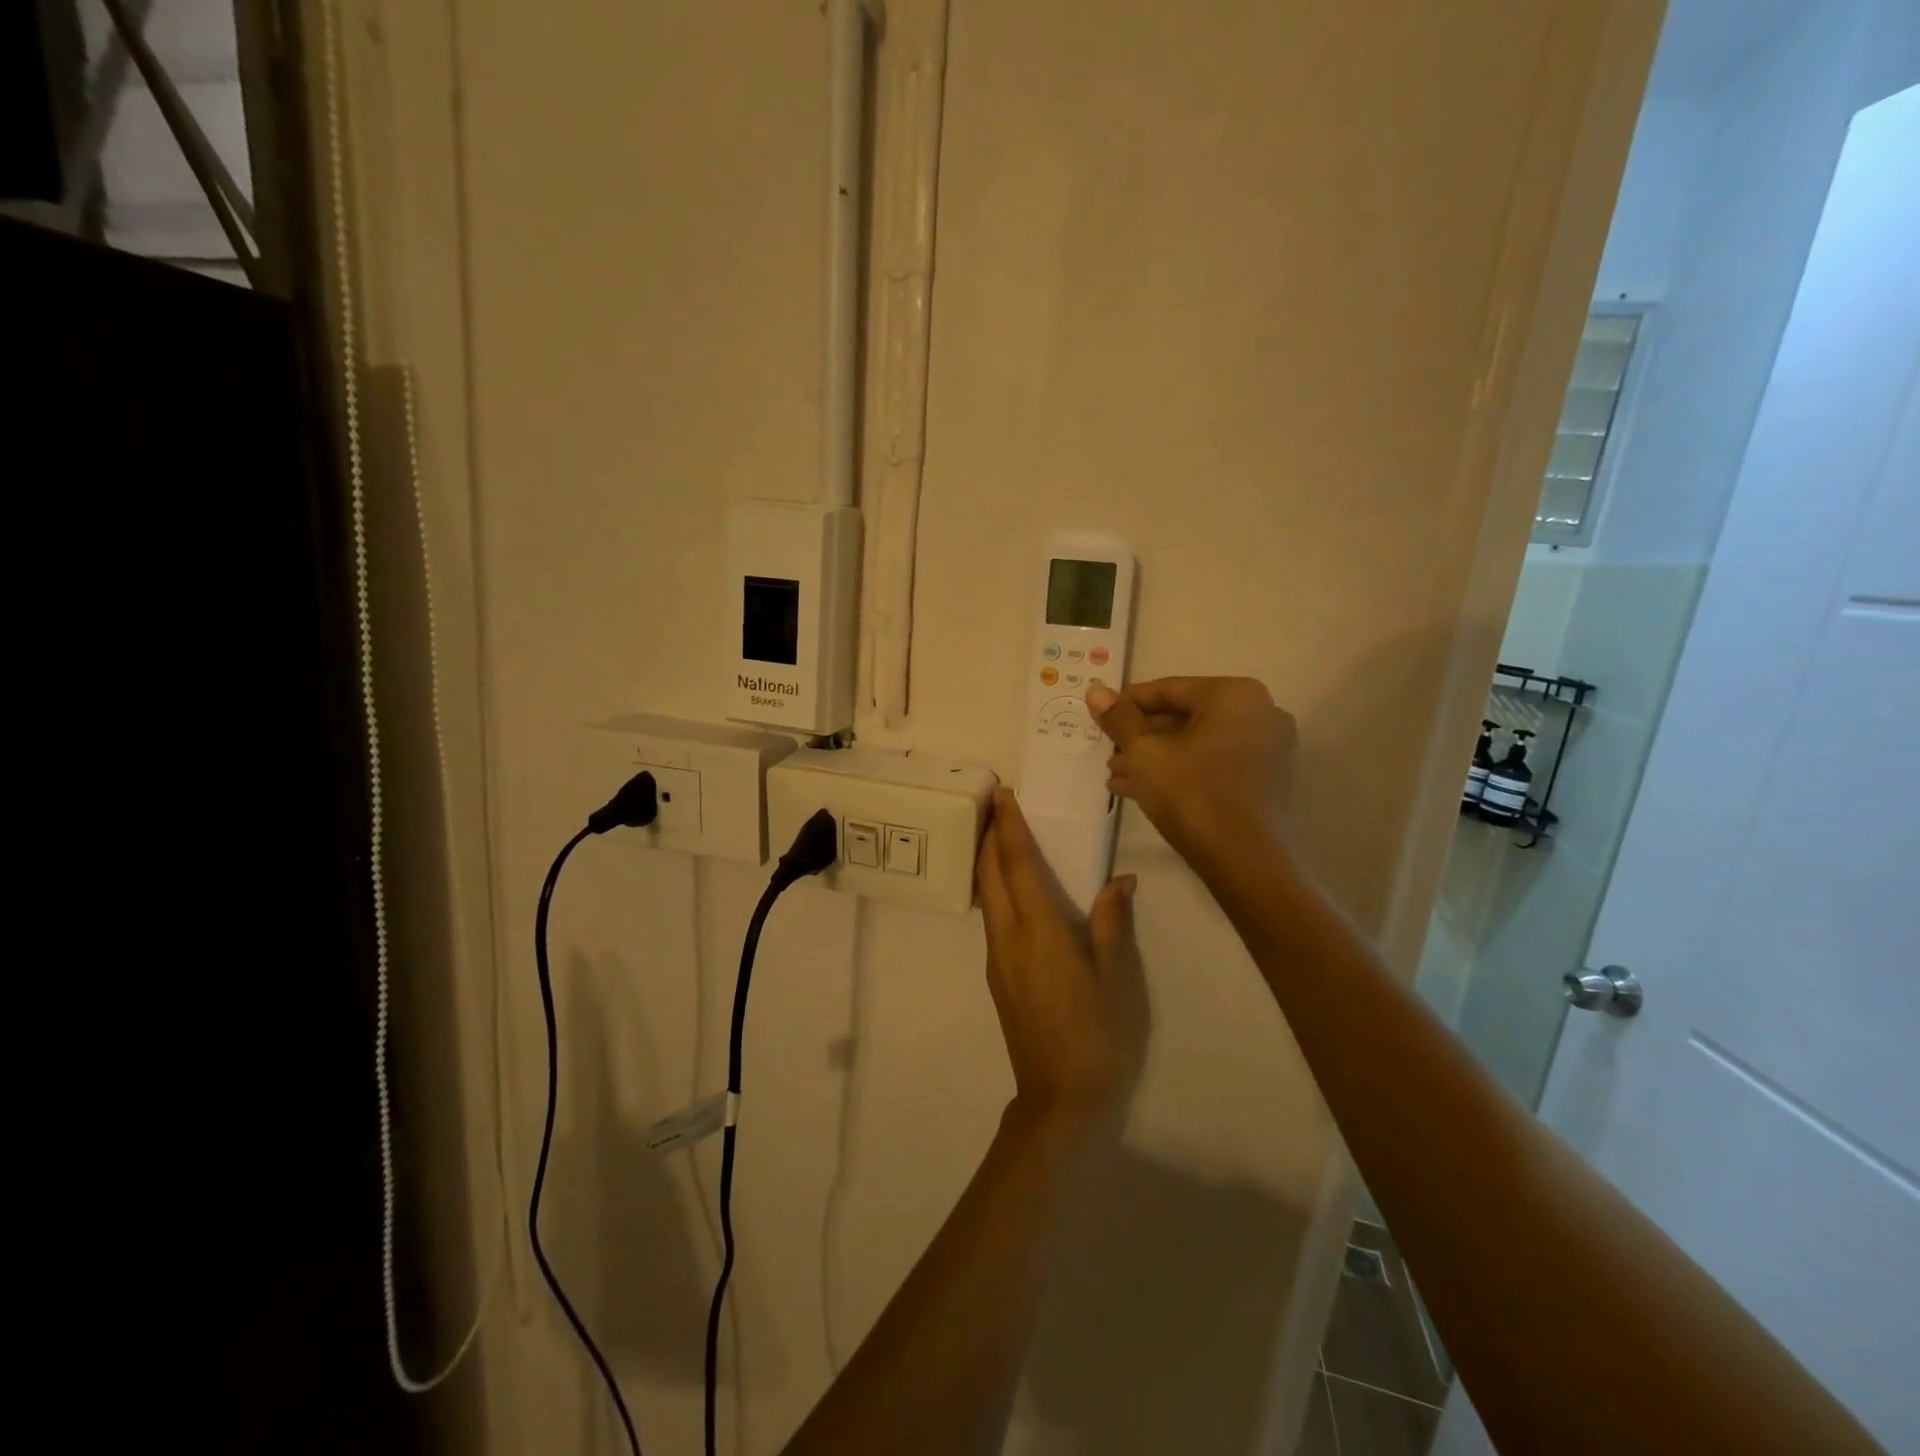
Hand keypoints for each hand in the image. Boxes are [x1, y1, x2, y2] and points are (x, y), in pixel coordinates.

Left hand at [976, 789, 1143, 1134]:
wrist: (1058, 1096)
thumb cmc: (1096, 1034)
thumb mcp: (1116, 977)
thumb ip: (1112, 923)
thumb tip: (1120, 879)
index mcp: (1039, 929)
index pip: (1016, 864)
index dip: (1008, 827)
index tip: (1002, 794)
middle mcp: (1008, 936)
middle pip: (989, 873)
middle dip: (988, 835)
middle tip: (995, 804)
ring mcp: (997, 957)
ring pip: (985, 894)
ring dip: (987, 859)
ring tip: (998, 834)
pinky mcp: (997, 975)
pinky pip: (990, 916)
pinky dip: (993, 887)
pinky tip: (1008, 887)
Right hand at [1086, 676, 1295, 874]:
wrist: (1244, 863)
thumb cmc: (1192, 794)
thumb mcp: (1145, 753)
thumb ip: (1119, 718)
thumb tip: (1095, 689)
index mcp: (1235, 695)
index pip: (1168, 689)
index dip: (1127, 704)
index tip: (1098, 719)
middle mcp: (1260, 713)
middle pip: (1184, 716)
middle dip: (1141, 737)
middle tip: (1108, 754)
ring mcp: (1267, 749)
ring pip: (1196, 743)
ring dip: (1155, 757)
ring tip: (1117, 777)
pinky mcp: (1265, 780)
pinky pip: (1214, 763)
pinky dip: (1180, 771)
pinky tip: (1142, 790)